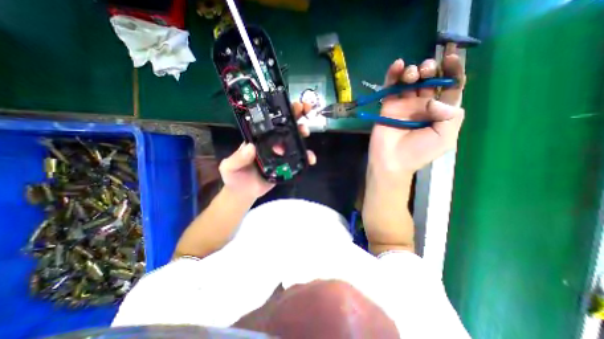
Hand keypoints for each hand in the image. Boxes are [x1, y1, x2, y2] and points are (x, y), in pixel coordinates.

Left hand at [220, 102, 317, 199]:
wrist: (244, 193)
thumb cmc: (234, 177)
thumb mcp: (229, 167)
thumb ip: (237, 158)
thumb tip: (250, 147)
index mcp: (257, 139)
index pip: (269, 122)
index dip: (279, 111)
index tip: (288, 104)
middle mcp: (270, 143)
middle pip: (284, 127)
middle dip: (295, 116)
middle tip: (304, 110)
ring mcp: (279, 154)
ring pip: (293, 141)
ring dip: (301, 135)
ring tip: (306, 133)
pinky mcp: (286, 165)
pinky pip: (297, 159)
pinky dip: (305, 157)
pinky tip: (310, 159)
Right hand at [368, 50, 465, 174]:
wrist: (391, 161)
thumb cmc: (418, 153)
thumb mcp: (444, 138)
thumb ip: (450, 115)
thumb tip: (432, 100)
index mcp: (439, 112)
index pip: (450, 87)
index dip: (453, 71)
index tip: (450, 59)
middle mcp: (422, 106)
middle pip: (429, 80)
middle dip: (430, 70)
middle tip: (426, 71)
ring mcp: (403, 105)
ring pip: (410, 81)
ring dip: (413, 71)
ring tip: (412, 74)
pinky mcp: (387, 106)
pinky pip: (390, 87)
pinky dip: (393, 75)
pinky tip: (397, 65)